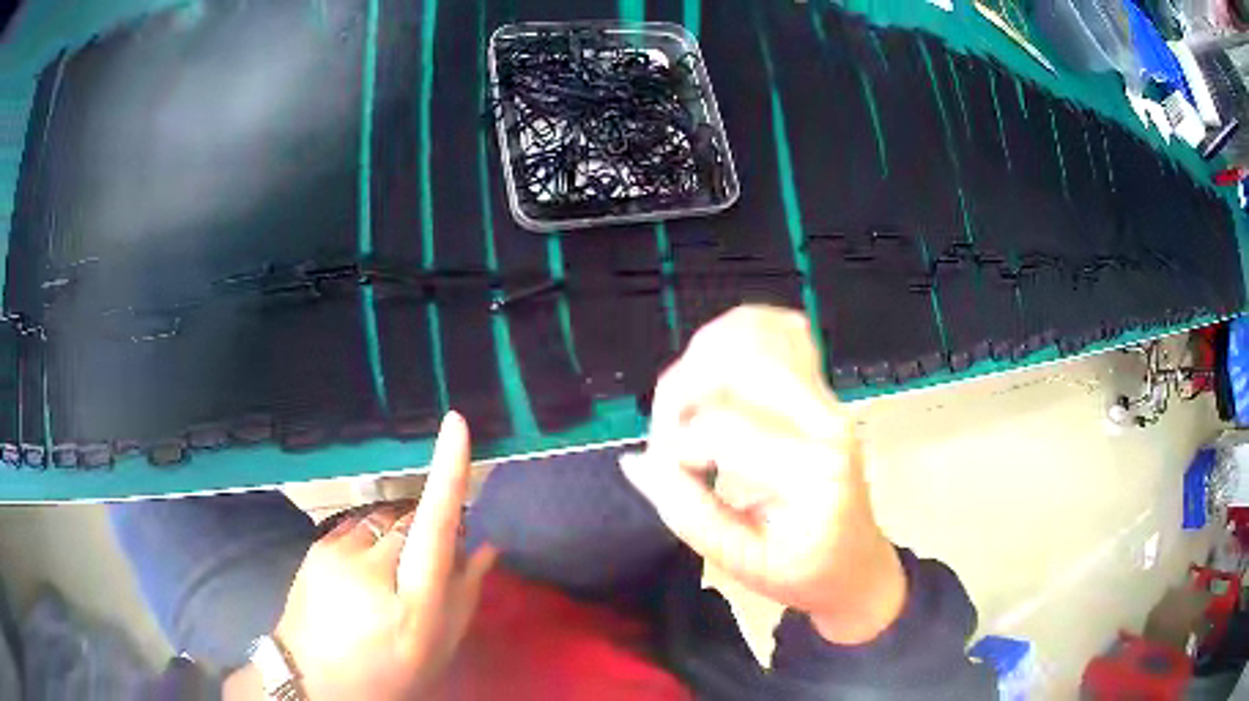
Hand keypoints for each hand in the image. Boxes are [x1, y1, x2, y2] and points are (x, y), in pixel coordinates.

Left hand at [239, 413, 496, 699]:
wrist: (314, 679)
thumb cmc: (388, 673)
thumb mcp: (438, 649)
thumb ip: (465, 596)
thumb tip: (487, 546)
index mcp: (412, 603)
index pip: (434, 526)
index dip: (447, 474)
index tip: (455, 424)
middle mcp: (373, 568)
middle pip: (413, 520)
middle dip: (428, 531)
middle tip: (425, 570)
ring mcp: (339, 553)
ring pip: (385, 519)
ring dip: (399, 534)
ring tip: (390, 576)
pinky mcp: (319, 545)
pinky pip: (360, 525)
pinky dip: (373, 538)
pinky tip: (366, 571)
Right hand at [621, 305, 905, 643]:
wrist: (857, 564)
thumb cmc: (805, 573)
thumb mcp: (742, 564)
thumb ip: (688, 514)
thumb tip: (636, 463)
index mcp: (811, 471)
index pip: (721, 427)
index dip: (674, 449)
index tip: (666, 478)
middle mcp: (825, 419)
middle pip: (736, 362)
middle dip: (680, 391)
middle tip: (670, 435)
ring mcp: (827, 396)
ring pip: (756, 333)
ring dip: (703, 358)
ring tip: (690, 406)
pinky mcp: (822, 388)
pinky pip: (780, 331)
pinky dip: (740, 336)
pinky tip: (721, 369)